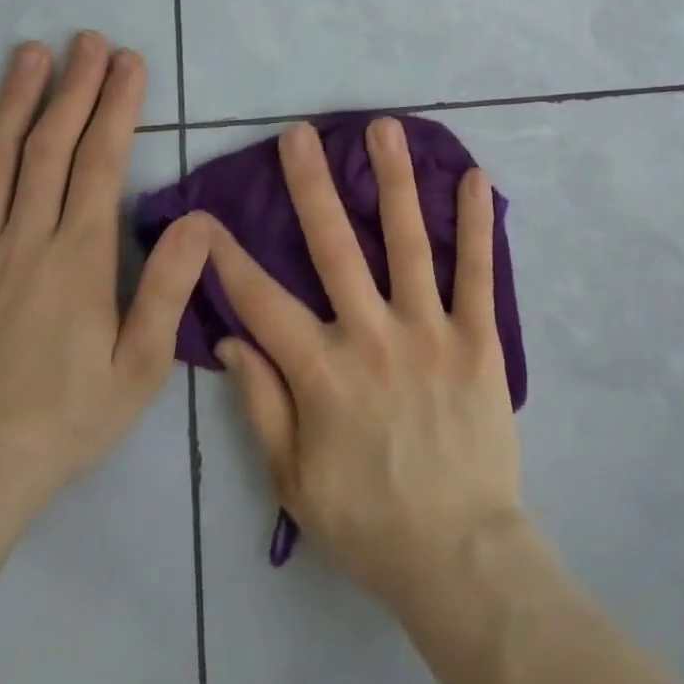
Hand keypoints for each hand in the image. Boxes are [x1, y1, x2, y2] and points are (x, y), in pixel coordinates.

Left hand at [0, 33, 207, 502]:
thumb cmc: (72, 417)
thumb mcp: (141, 365)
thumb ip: (168, 288)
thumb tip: (199, 220)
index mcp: (79, 257)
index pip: (100, 162)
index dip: (115, 106)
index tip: (127, 62)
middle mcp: (25, 241)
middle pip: (49, 147)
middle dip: (72, 87)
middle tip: (85, 40)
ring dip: (15, 102)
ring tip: (29, 54)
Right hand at [204, 118, 522, 613]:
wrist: (458, 555)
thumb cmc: (369, 521)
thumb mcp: (293, 480)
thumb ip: (262, 405)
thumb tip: (234, 340)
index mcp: (321, 373)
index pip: (261, 302)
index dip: (228, 257)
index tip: (206, 214)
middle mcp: (371, 336)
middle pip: (333, 247)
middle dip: (311, 186)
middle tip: (300, 133)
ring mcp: (429, 331)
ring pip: (406, 241)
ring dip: (393, 181)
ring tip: (383, 128)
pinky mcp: (478, 338)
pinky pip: (476, 272)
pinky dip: (476, 223)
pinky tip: (473, 176)